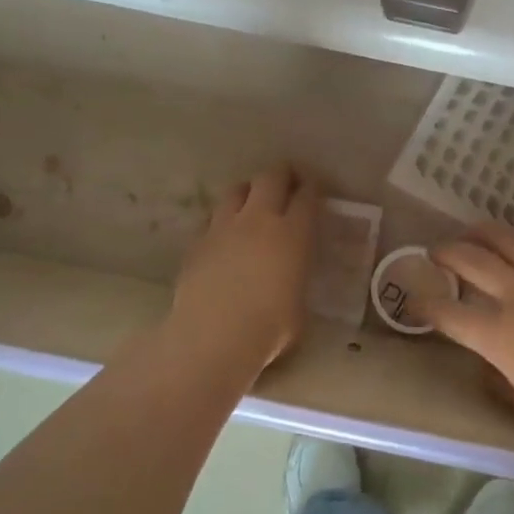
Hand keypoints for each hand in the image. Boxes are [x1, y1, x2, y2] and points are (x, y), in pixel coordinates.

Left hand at [169, 164, 317, 374]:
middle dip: (283, 174)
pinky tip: (226, 236)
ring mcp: (223, 227)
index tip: (315, 189)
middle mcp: (258, 220)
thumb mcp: (300, 304)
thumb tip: (292, 275)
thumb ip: (298, 278)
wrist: (213, 338)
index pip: (307, 196)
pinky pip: (213, 218)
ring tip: (254, 202)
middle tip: (289, 182)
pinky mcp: (197, 242)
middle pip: (271, 177)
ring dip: (249, 190)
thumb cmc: (270, 329)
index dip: (313, 188)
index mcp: (293, 234)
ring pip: (237, 189)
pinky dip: (224, 220)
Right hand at [421, 222, 513, 453]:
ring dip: (484, 232)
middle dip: (447, 252)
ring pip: (510, 240)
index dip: (425, 305)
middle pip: (472, 261)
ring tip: (473, 232)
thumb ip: (503, 379)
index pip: (449, 314)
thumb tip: (490, 364)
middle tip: (436, 251)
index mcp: (500, 337)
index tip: (414, 300)